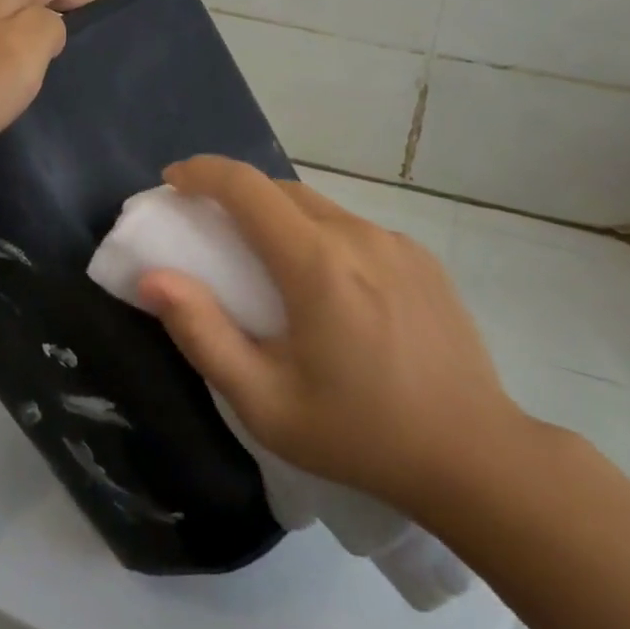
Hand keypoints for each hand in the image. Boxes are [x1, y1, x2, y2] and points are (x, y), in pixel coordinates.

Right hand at [136, 157, 532, 519]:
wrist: (476, 456)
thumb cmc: (360, 434)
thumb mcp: (265, 401)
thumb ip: (203, 333)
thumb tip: (153, 280)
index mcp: (315, 263)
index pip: (246, 186)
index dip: (201, 172)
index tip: (173, 182)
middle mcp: (357, 235)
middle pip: (281, 190)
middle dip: (236, 197)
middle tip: (210, 231)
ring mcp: (396, 242)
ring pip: (320, 208)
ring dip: (280, 219)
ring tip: (269, 267)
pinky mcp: (422, 258)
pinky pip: (354, 230)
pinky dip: (321, 238)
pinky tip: (330, 290)